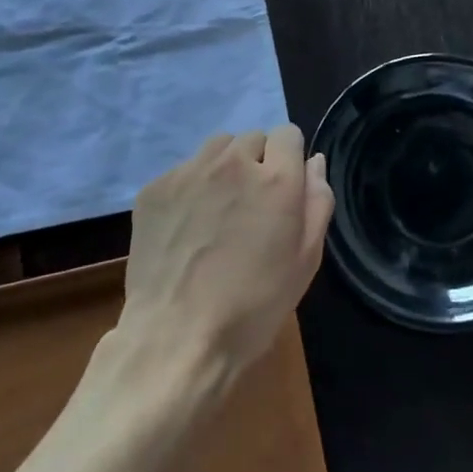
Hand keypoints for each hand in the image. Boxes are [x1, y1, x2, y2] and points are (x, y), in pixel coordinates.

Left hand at [120, 126, 333, 380]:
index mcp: (276, 178)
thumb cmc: (254, 305)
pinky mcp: (155, 188)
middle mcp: (233, 162)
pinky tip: (187, 227)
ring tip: (218, 210)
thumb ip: (317, 201)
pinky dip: (191, 187)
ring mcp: (189, 172)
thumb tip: (314, 161)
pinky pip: (183, 170)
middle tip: (251, 207)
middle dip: (257, 163)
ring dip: (224, 168)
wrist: (176, 336)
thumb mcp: (305, 260)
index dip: (289, 160)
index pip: (288, 134)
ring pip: (216, 148)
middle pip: (252, 138)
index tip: (283, 190)